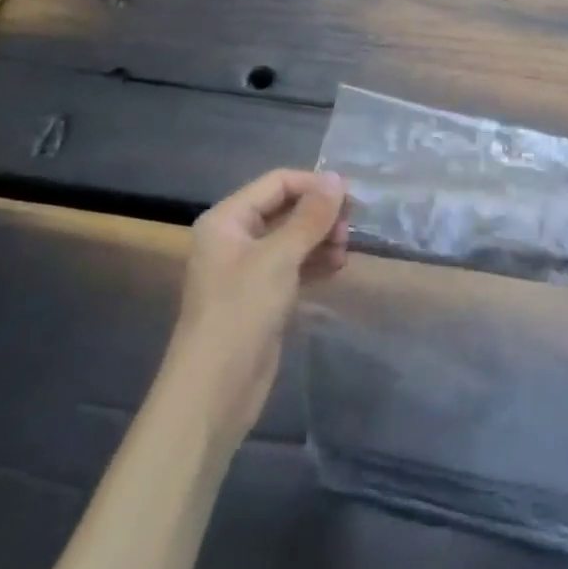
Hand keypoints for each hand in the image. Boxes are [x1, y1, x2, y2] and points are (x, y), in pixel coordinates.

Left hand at [177, 168, 347, 438]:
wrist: (215, 389)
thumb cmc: (241, 312)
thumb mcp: (279, 258)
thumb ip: (310, 217)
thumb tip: (336, 179)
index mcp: (227, 219)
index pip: (277, 183)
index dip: (314, 185)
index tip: (352, 198)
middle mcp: (235, 237)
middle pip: (286, 209)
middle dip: (320, 215)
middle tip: (349, 230)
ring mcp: (249, 269)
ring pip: (293, 238)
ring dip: (321, 238)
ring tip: (345, 251)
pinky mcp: (263, 295)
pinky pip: (294, 265)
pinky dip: (316, 261)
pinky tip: (338, 267)